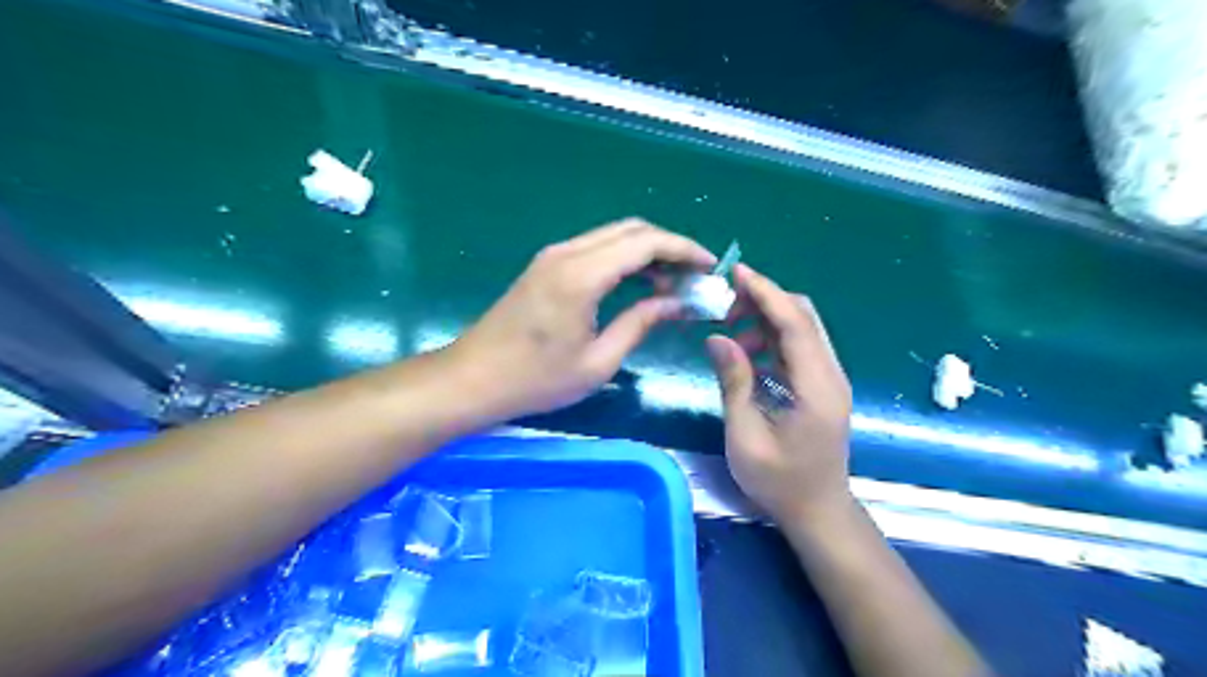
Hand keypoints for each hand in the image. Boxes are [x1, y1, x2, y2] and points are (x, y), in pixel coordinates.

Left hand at [451, 218, 713, 417]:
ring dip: (646, 251)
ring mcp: (553, 256)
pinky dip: (623, 259)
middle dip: (669, 246)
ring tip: (673, 283)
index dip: (684, 249)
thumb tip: (678, 303)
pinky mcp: (546, 266)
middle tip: (694, 276)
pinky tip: (638, 284)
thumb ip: (640, 323)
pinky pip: (595, 249)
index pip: (646, 243)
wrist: (473, 379)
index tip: (710, 267)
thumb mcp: (598, 360)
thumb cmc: (536, 379)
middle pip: (631, 230)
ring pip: (613, 236)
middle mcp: (568, 253)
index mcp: (582, 275)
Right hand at [708, 265, 857, 523]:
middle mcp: (830, 374)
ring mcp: (828, 379)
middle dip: (764, 301)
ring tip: (728, 332)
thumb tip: (716, 338)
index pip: (795, 323)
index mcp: (817, 386)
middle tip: (723, 306)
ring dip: (765, 320)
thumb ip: (734, 382)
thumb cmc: (780, 482)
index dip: (766, 292)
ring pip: (801, 329)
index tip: (736, 273)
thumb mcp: (746, 436)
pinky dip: (771, 339)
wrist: (819, 512)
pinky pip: (797, 348)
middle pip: (803, 317)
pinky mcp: (821, 386)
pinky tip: (745, 353)